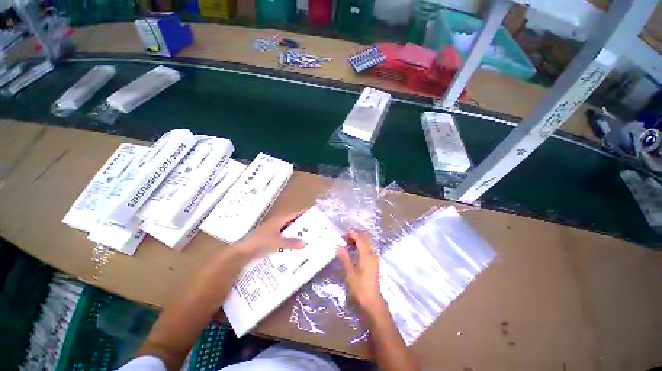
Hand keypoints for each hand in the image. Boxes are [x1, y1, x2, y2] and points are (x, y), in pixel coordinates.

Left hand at [236, 209, 306, 258]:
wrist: (245, 249)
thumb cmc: (261, 242)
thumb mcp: (277, 242)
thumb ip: (291, 243)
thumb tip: (305, 242)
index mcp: (277, 220)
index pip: (293, 214)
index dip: (302, 213)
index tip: (313, 212)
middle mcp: (275, 224)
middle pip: (291, 222)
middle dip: (301, 224)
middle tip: (314, 228)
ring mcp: (272, 231)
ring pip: (287, 230)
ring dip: (295, 233)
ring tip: (308, 238)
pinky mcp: (269, 239)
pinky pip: (283, 238)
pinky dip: (289, 240)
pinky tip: (295, 247)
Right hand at [337, 231, 386, 314]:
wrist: (371, 299)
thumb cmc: (359, 286)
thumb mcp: (349, 272)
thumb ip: (344, 258)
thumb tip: (338, 246)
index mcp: (367, 255)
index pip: (361, 238)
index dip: (352, 233)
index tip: (342, 233)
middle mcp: (372, 255)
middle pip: (365, 240)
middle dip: (355, 236)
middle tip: (342, 237)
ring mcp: (374, 260)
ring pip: (367, 245)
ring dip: (357, 242)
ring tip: (345, 244)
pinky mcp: (373, 265)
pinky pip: (367, 251)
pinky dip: (360, 248)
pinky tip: (352, 253)